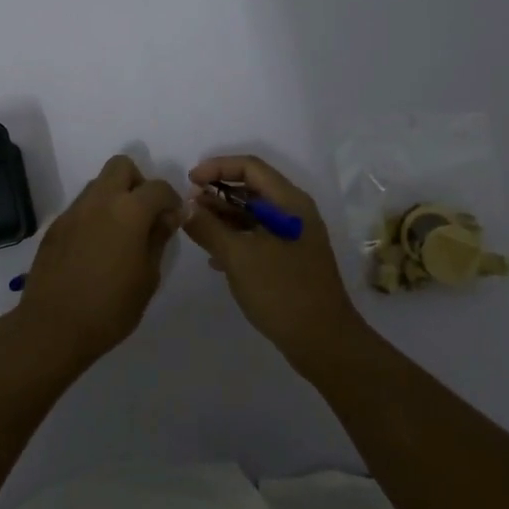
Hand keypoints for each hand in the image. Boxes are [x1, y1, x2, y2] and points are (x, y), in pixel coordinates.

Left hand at [13, 155, 182, 370]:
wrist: (52, 327)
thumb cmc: (110, 307)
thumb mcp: (148, 277)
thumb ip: (159, 238)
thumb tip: (168, 215)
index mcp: (128, 210)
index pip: (158, 187)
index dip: (171, 200)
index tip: (172, 220)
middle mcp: (99, 200)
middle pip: (121, 166)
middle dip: (138, 183)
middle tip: (144, 215)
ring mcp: (73, 211)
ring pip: (99, 184)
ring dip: (114, 197)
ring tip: (120, 234)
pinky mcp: (55, 226)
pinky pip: (81, 207)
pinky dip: (95, 215)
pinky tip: (96, 248)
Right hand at [182, 154, 361, 361]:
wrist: (323, 341)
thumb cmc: (281, 291)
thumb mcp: (239, 257)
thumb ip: (209, 228)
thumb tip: (185, 207)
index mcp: (289, 202)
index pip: (250, 167)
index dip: (217, 167)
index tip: (190, 181)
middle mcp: (294, 213)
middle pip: (252, 189)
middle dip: (218, 193)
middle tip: (189, 207)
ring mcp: (294, 237)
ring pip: (254, 215)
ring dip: (224, 218)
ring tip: (196, 229)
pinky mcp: (290, 260)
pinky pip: (258, 238)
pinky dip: (236, 240)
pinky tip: (214, 258)